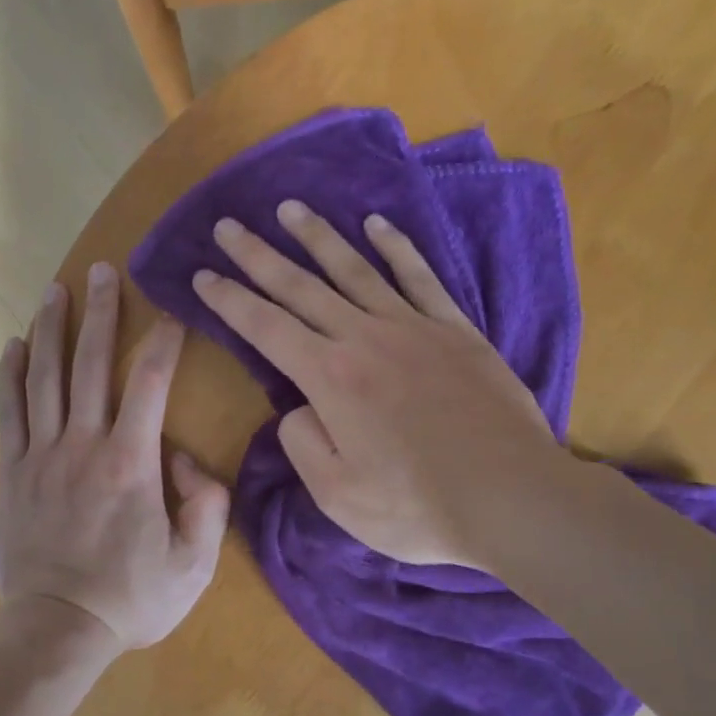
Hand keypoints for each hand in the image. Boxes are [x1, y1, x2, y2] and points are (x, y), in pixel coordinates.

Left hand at [0, 262, 229, 650]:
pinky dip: (11, 375)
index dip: (163, 342)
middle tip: (103, 271)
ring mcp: (42, 455)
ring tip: (55, 290)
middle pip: (91, 364)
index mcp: (131, 462)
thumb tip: (185, 459)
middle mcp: (83, 444)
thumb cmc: (130, 598)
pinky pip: (10, 412)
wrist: (57, 629)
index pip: (151, 384)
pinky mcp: (14, 472)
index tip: (170, 312)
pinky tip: (14, 345)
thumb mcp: (193, 563)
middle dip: (100, 313)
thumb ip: (205, 504)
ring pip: (45, 378)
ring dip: (51, 329)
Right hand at [193, 202, 566, 570]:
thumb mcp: (336, 495)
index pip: (264, 327)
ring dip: (317, 237)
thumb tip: (299, 410)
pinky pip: (420, 277)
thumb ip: (302, 444)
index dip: (229, 300)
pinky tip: (376, 225)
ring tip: (290, 208)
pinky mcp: (455, 330)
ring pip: (354, 269)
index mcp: (329, 378)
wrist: (513, 498)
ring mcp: (413, 327)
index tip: (202, 275)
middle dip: (258, 255)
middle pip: (299, 287)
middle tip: (228, 226)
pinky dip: (396, 248)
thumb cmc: (417, 507)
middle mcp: (364, 338)